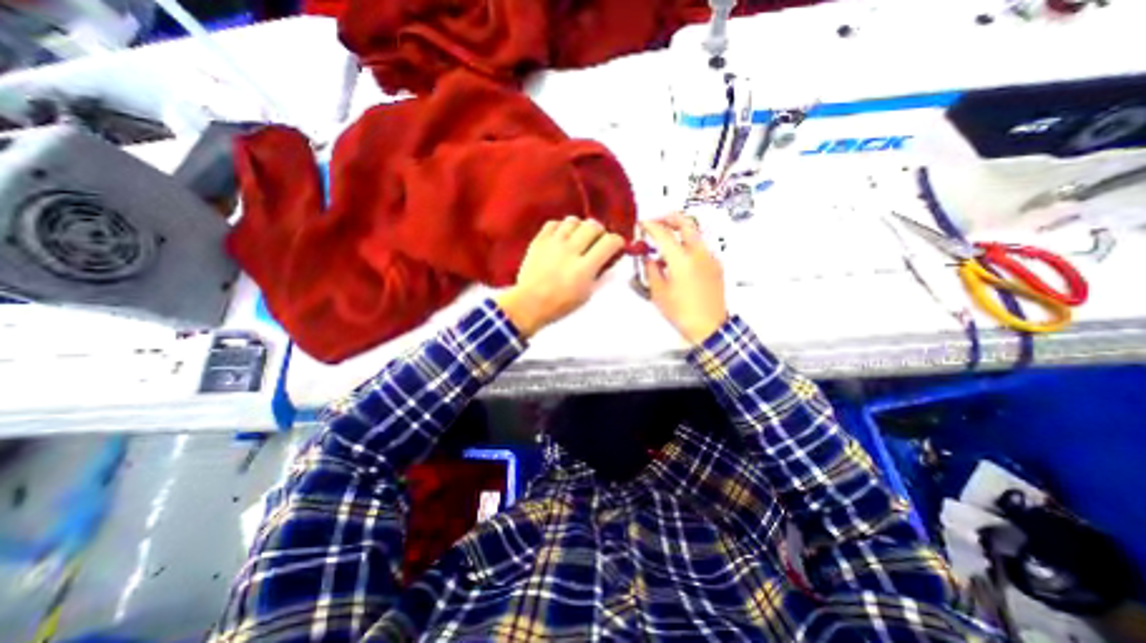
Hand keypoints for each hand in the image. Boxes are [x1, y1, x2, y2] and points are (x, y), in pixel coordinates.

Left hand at [495, 217, 622, 339]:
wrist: (529, 304)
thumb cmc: (560, 304)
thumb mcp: (587, 295)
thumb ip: (601, 275)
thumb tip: (611, 260)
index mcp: (584, 268)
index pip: (609, 242)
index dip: (618, 242)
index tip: (616, 247)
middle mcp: (570, 251)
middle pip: (593, 226)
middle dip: (600, 232)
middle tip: (597, 241)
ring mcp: (553, 244)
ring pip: (573, 220)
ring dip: (580, 227)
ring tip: (579, 237)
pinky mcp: (538, 241)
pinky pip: (553, 223)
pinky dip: (561, 227)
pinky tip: (562, 237)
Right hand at [643, 215, 722, 345]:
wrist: (709, 327)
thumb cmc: (681, 312)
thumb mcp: (659, 293)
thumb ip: (652, 270)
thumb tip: (649, 258)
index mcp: (681, 260)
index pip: (663, 234)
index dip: (651, 226)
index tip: (642, 224)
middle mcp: (698, 253)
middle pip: (686, 223)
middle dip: (670, 218)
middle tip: (657, 221)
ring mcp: (710, 258)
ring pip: (695, 233)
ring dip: (680, 230)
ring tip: (667, 242)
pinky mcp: (716, 265)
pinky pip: (701, 247)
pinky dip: (689, 244)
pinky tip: (680, 258)